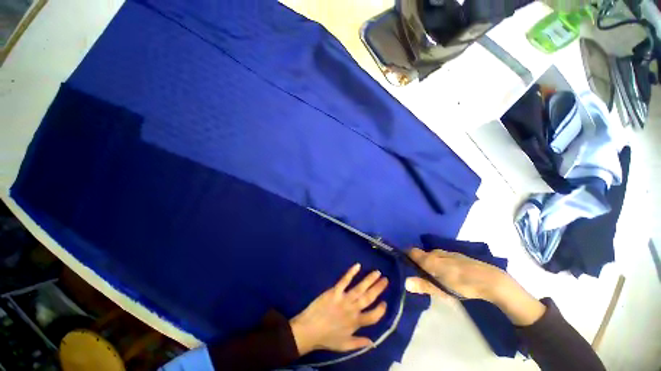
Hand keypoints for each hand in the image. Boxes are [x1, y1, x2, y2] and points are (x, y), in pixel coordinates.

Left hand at [289, 263, 387, 354]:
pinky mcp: (335, 291)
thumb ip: (359, 343)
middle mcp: (353, 310)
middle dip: (379, 288)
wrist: (309, 330)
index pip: (373, 316)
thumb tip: (373, 342)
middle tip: (386, 280)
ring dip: (369, 279)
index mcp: (356, 323)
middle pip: (369, 298)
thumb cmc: (326, 338)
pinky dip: (351, 273)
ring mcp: (344, 299)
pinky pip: (344, 280)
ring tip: (377, 272)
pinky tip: (358, 266)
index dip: (381, 310)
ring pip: (360, 288)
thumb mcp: (344, 346)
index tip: (385, 302)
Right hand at [405, 248, 545, 325]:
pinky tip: (445, 273)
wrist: (490, 280)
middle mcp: (436, 252)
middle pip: (421, 254)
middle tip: (417, 274)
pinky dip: (438, 262)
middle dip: (417, 261)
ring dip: (428, 262)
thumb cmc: (462, 285)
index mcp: (430, 258)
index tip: (402, 263)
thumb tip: (405, 282)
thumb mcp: (441, 289)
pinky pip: (442, 257)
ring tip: (430, 275)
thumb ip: (423, 285)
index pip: (411, 251)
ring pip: (432, 255)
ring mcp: (448, 253)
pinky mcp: (457, 256)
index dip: (405, 255)